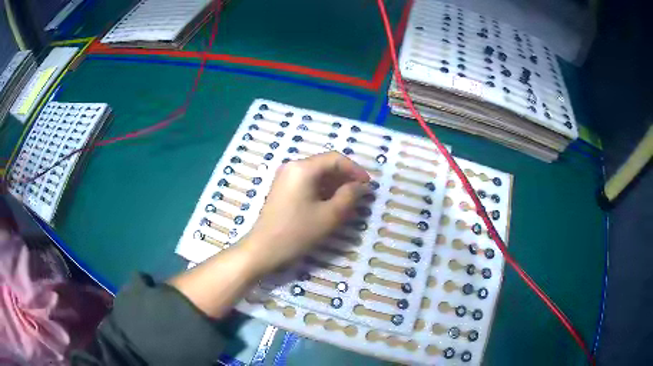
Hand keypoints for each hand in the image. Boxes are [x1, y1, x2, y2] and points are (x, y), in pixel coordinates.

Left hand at [169, 152, 368, 318]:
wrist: (263, 249)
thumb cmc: (297, 232)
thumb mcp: (329, 216)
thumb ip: (349, 196)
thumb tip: (360, 186)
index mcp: (303, 168)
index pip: (335, 158)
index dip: (355, 170)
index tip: (368, 185)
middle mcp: (292, 166)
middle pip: (325, 164)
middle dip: (345, 178)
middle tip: (360, 194)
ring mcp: (285, 177)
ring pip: (317, 174)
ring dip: (335, 185)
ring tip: (348, 201)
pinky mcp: (282, 189)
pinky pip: (307, 183)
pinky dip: (322, 190)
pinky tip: (331, 204)